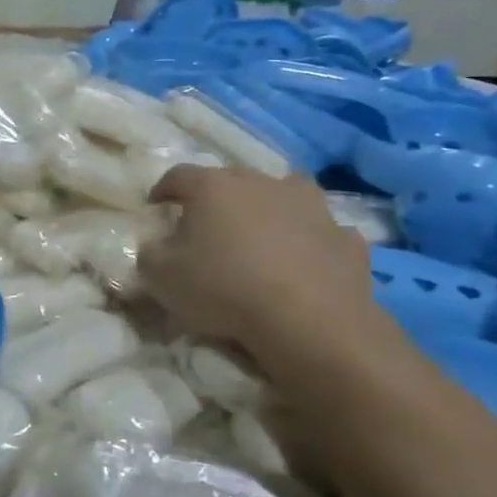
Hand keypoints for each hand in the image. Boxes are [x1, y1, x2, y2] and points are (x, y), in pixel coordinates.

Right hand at [139, 165, 378, 358]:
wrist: (311, 321)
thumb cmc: (224, 289)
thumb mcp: (161, 276)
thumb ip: (150, 253)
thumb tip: (157, 245)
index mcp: (213, 187)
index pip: (178, 175)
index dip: (163, 190)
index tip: (156, 208)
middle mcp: (262, 183)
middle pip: (231, 180)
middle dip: (216, 199)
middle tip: (206, 227)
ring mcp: (310, 205)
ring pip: (283, 195)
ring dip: (269, 210)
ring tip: (260, 238)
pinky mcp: (346, 236)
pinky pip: (319, 231)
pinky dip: (308, 240)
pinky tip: (302, 263)